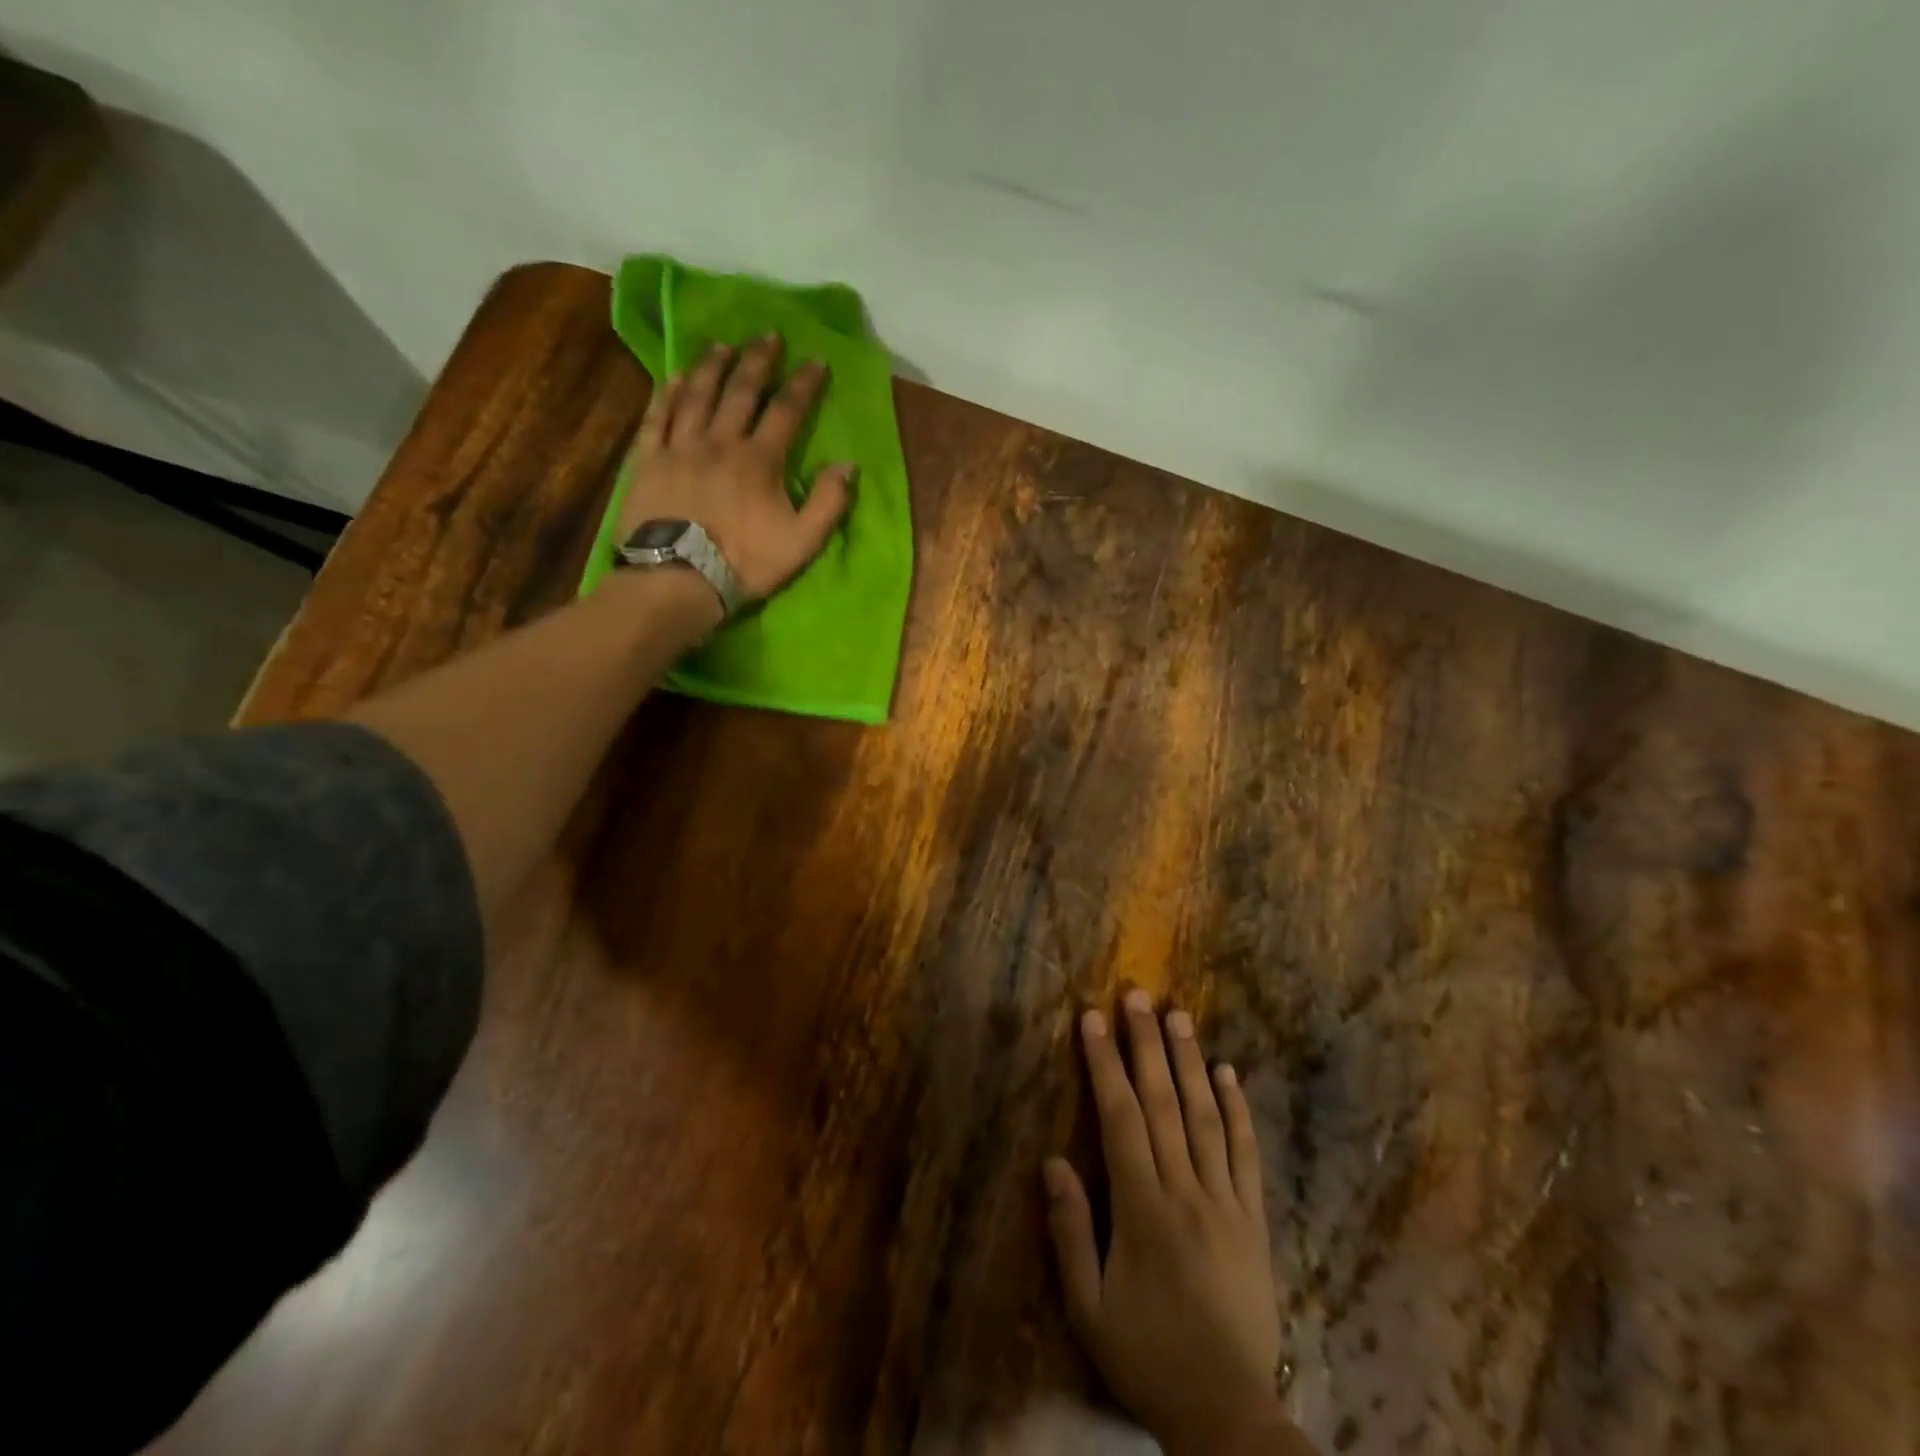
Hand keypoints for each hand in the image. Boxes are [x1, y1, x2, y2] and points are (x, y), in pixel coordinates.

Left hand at [618, 335, 854, 603]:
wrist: (678, 578)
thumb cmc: (745, 562)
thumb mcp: (802, 542)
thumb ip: (829, 503)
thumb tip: (848, 465)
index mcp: (760, 460)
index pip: (787, 411)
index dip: (804, 384)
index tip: (816, 360)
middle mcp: (720, 441)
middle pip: (741, 390)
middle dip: (758, 360)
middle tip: (768, 335)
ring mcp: (680, 447)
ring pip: (697, 394)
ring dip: (712, 366)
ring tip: (722, 345)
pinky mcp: (649, 460)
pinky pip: (658, 416)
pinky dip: (667, 394)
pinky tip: (673, 377)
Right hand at [1046, 989, 1296, 1455]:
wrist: (1228, 1415)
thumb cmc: (1147, 1355)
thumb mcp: (1089, 1308)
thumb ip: (1069, 1232)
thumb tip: (1053, 1161)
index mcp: (1142, 1209)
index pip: (1120, 1118)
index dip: (1105, 1064)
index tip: (1092, 1018)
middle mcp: (1186, 1191)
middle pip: (1164, 1103)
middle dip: (1146, 1044)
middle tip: (1137, 995)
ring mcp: (1227, 1202)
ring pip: (1206, 1117)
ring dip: (1190, 1062)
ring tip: (1179, 1016)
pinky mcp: (1255, 1219)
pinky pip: (1246, 1155)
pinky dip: (1238, 1110)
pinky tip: (1228, 1073)